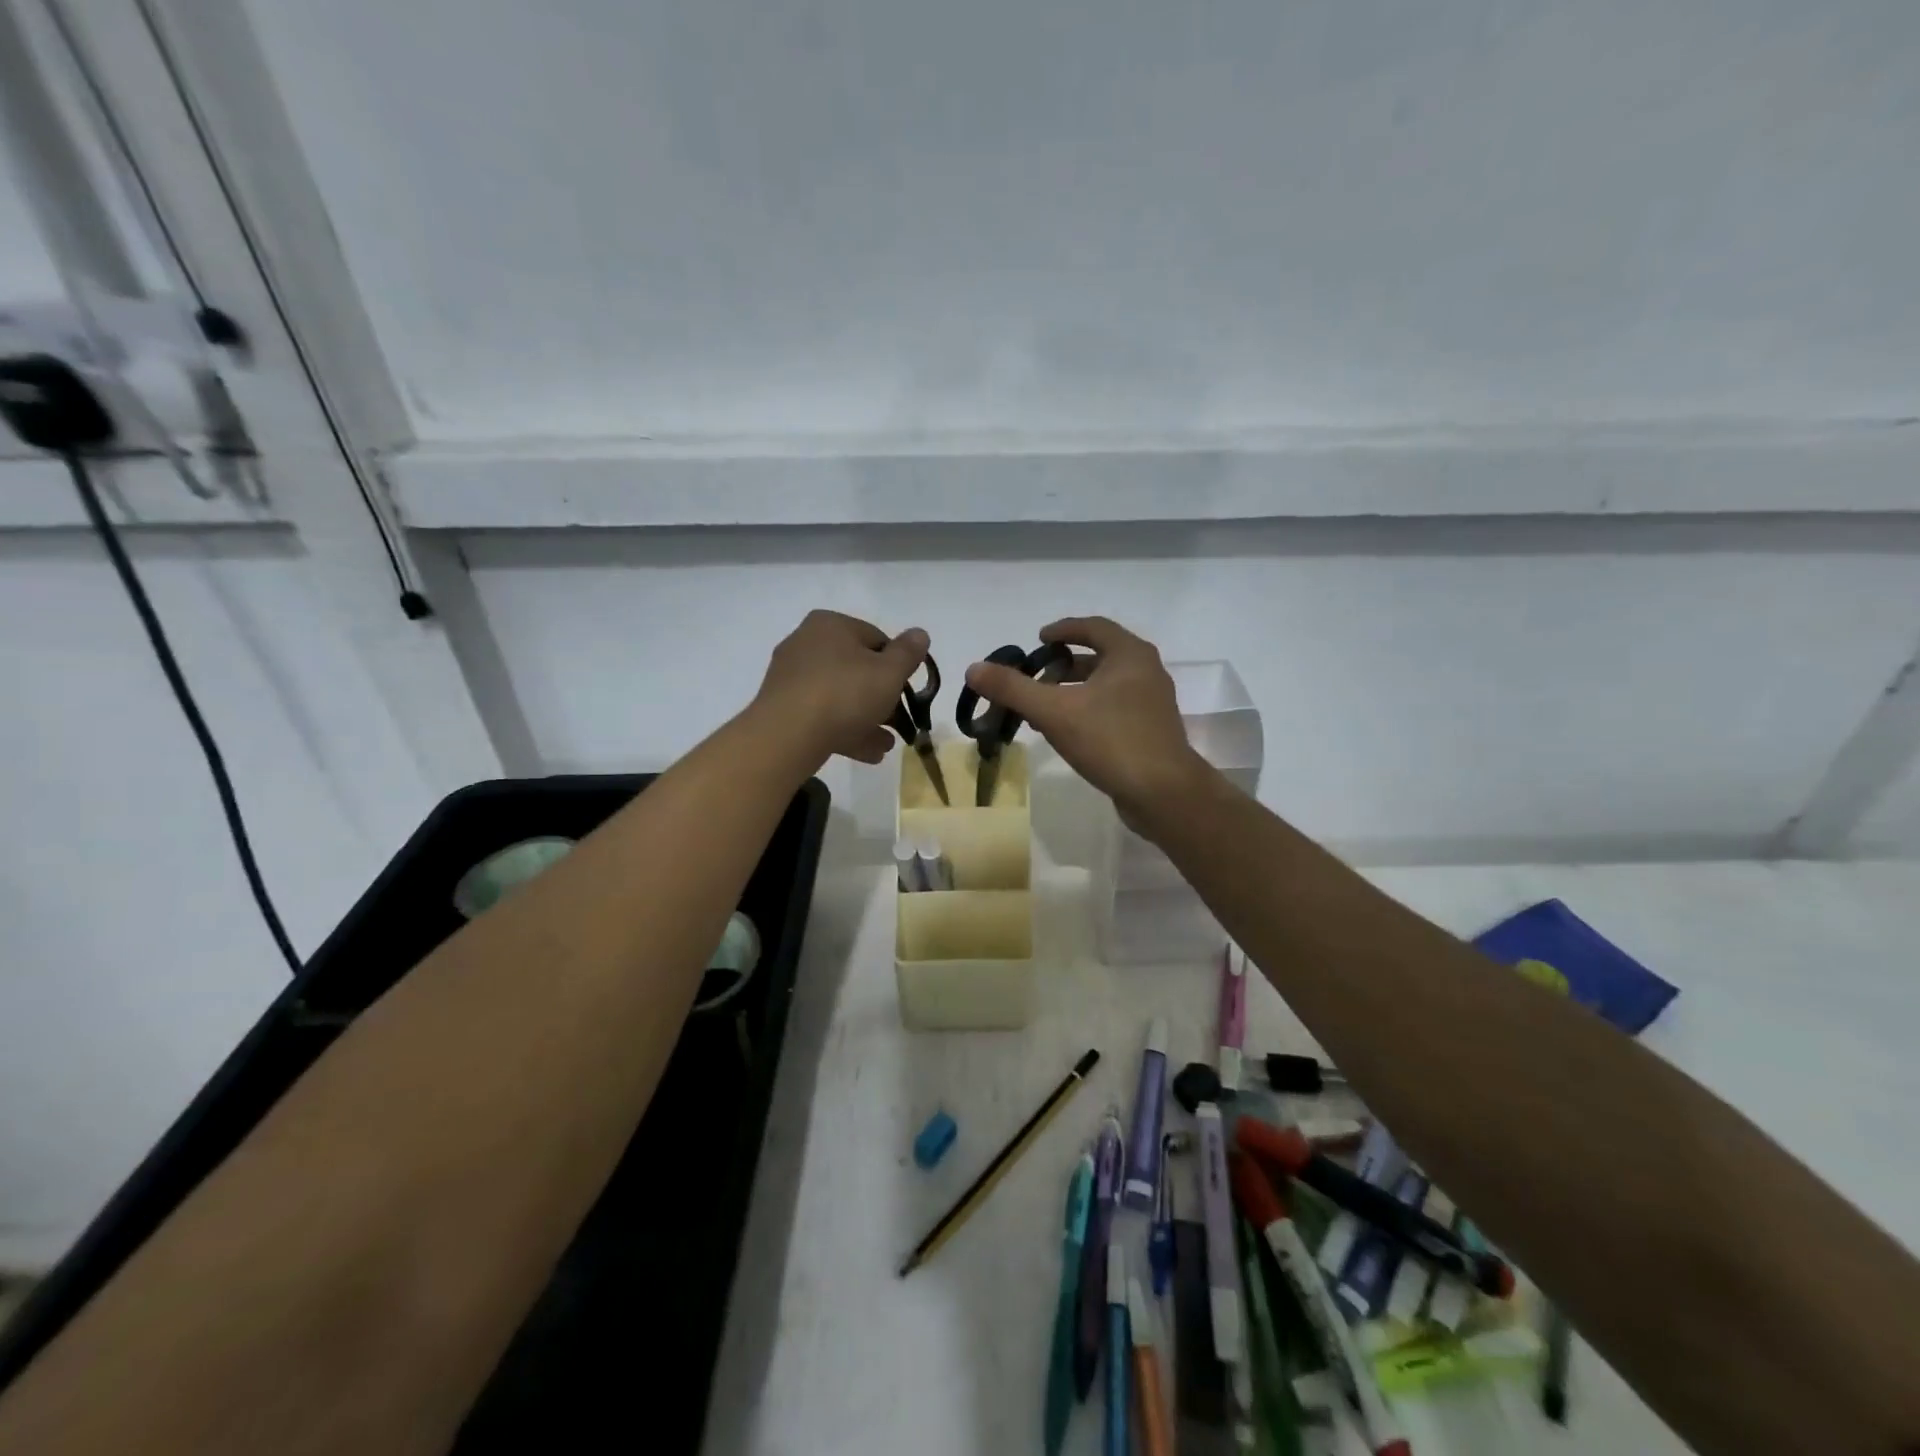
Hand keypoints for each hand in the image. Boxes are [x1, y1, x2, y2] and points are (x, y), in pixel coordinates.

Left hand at [753, 610, 928, 768]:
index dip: (897, 666)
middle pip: (856, 670)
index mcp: (830, 625)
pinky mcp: (782, 708)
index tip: (908, 692)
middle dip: (882, 699)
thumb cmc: (845, 694)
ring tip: (887, 744)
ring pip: (839, 697)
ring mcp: (790, 677)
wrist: (787, 735)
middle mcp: (806, 643)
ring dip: (867, 719)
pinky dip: (845, 730)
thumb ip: (908, 654)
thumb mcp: (889, 673)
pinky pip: (821, 716)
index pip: (876, 639)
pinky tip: (867, 753)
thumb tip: (920, 634)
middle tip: (899, 722)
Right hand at [963, 616, 1208, 824]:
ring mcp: (1152, 703)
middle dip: (1064, 665)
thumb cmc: (1111, 740)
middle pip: (1100, 656)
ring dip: (1074, 691)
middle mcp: (1146, 671)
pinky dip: (1088, 710)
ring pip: (1106, 686)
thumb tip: (974, 668)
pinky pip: (1114, 708)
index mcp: (1130, 655)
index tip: (1038, 640)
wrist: (1163, 793)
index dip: (1063, 630)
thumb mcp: (1055, 711)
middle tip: (1036, 677)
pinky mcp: (1151, 731)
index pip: (1093, 627)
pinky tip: (1068, 733)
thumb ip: (1014, 689)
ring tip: (1043, 708)